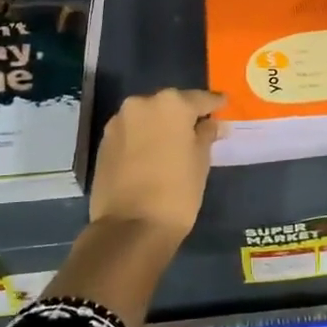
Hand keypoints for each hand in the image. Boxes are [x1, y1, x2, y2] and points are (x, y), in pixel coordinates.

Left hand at [88, 89, 223, 242]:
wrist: (130, 227)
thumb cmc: (177, 191)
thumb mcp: (201, 161)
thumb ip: (206, 135)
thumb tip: (212, 124)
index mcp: (171, 103)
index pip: (200, 99)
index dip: (214, 104)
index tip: (223, 105)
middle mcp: (142, 103)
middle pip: (170, 104)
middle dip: (183, 115)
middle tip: (197, 129)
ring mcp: (119, 122)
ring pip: (147, 117)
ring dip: (160, 126)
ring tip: (173, 144)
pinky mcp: (104, 142)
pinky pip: (131, 132)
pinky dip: (143, 139)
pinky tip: (151, 155)